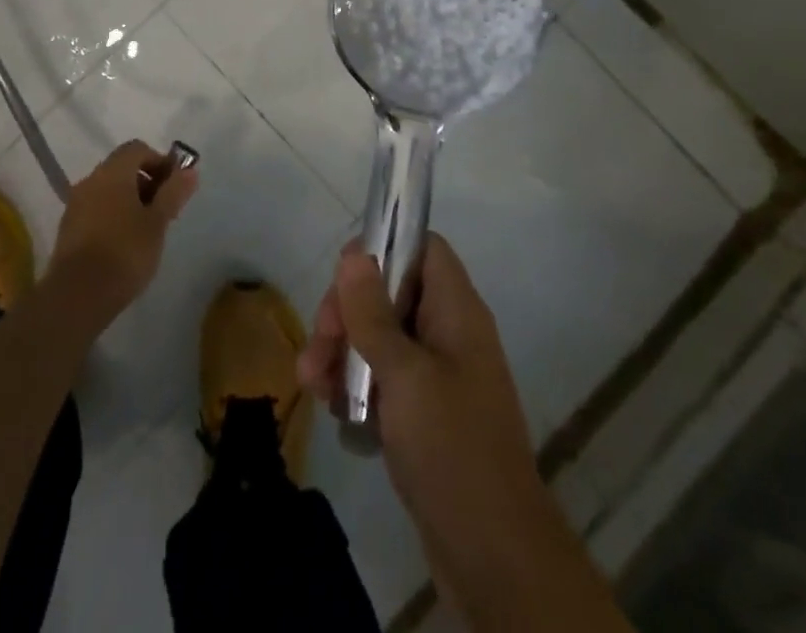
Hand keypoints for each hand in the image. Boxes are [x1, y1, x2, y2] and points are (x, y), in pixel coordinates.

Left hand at [47, 141, 196, 324]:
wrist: (77, 296)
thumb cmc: (124, 252)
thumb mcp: (157, 222)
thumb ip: (173, 193)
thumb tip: (189, 170)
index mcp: (112, 172)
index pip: (137, 149)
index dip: (159, 161)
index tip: (174, 187)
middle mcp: (90, 180)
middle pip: (121, 168)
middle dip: (146, 182)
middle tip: (164, 210)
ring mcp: (75, 204)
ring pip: (108, 190)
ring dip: (129, 200)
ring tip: (147, 230)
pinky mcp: (68, 229)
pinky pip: (96, 209)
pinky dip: (113, 216)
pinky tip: (124, 244)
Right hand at [300, 235, 591, 627]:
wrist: (494, 556)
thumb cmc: (451, 447)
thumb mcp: (404, 374)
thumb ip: (374, 312)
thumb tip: (355, 252)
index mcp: (456, 311)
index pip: (423, 248)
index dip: (384, 248)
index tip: (344, 278)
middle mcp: (449, 334)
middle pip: (392, 292)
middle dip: (348, 311)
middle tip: (320, 342)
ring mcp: (437, 376)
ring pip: (381, 338)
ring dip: (342, 352)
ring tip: (311, 383)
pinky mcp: (425, 415)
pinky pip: (384, 380)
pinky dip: (355, 386)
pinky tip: (332, 409)